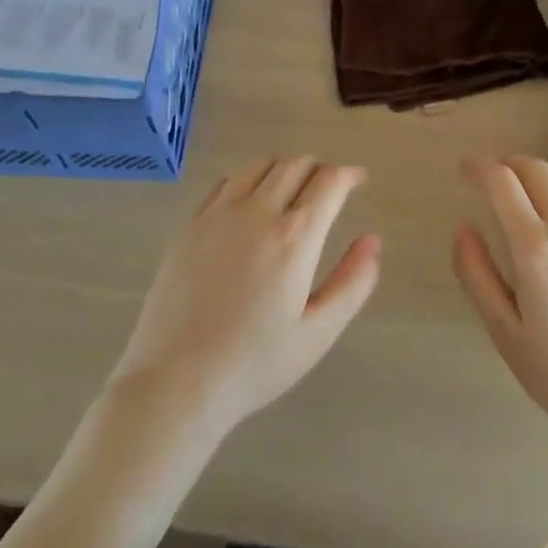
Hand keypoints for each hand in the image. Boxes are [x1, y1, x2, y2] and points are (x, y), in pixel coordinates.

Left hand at [107, 156, 381, 436]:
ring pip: (259, 166)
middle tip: (330, 189)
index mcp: (294, 237)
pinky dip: (248, 181)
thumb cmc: (254, 364)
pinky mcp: (189, 226)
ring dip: (284, 169)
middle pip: (295, 165)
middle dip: (320, 168)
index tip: (359, 180)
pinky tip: (249, 205)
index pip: (329, 181)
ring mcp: (217, 215)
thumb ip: (353, 282)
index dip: (349, 175)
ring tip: (292, 191)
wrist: (174, 382)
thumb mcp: (318, 333)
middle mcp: (257, 212)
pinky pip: (225, 183)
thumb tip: (373, 240)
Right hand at [453, 156, 547, 443]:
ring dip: (538, 173)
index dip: (479, 168)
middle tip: (489, 175)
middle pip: (536, 170)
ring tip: (521, 188)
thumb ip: (476, 274)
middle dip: (507, 163)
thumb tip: (463, 229)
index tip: (465, 169)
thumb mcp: (504, 331)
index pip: (503, 182)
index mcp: (535, 248)